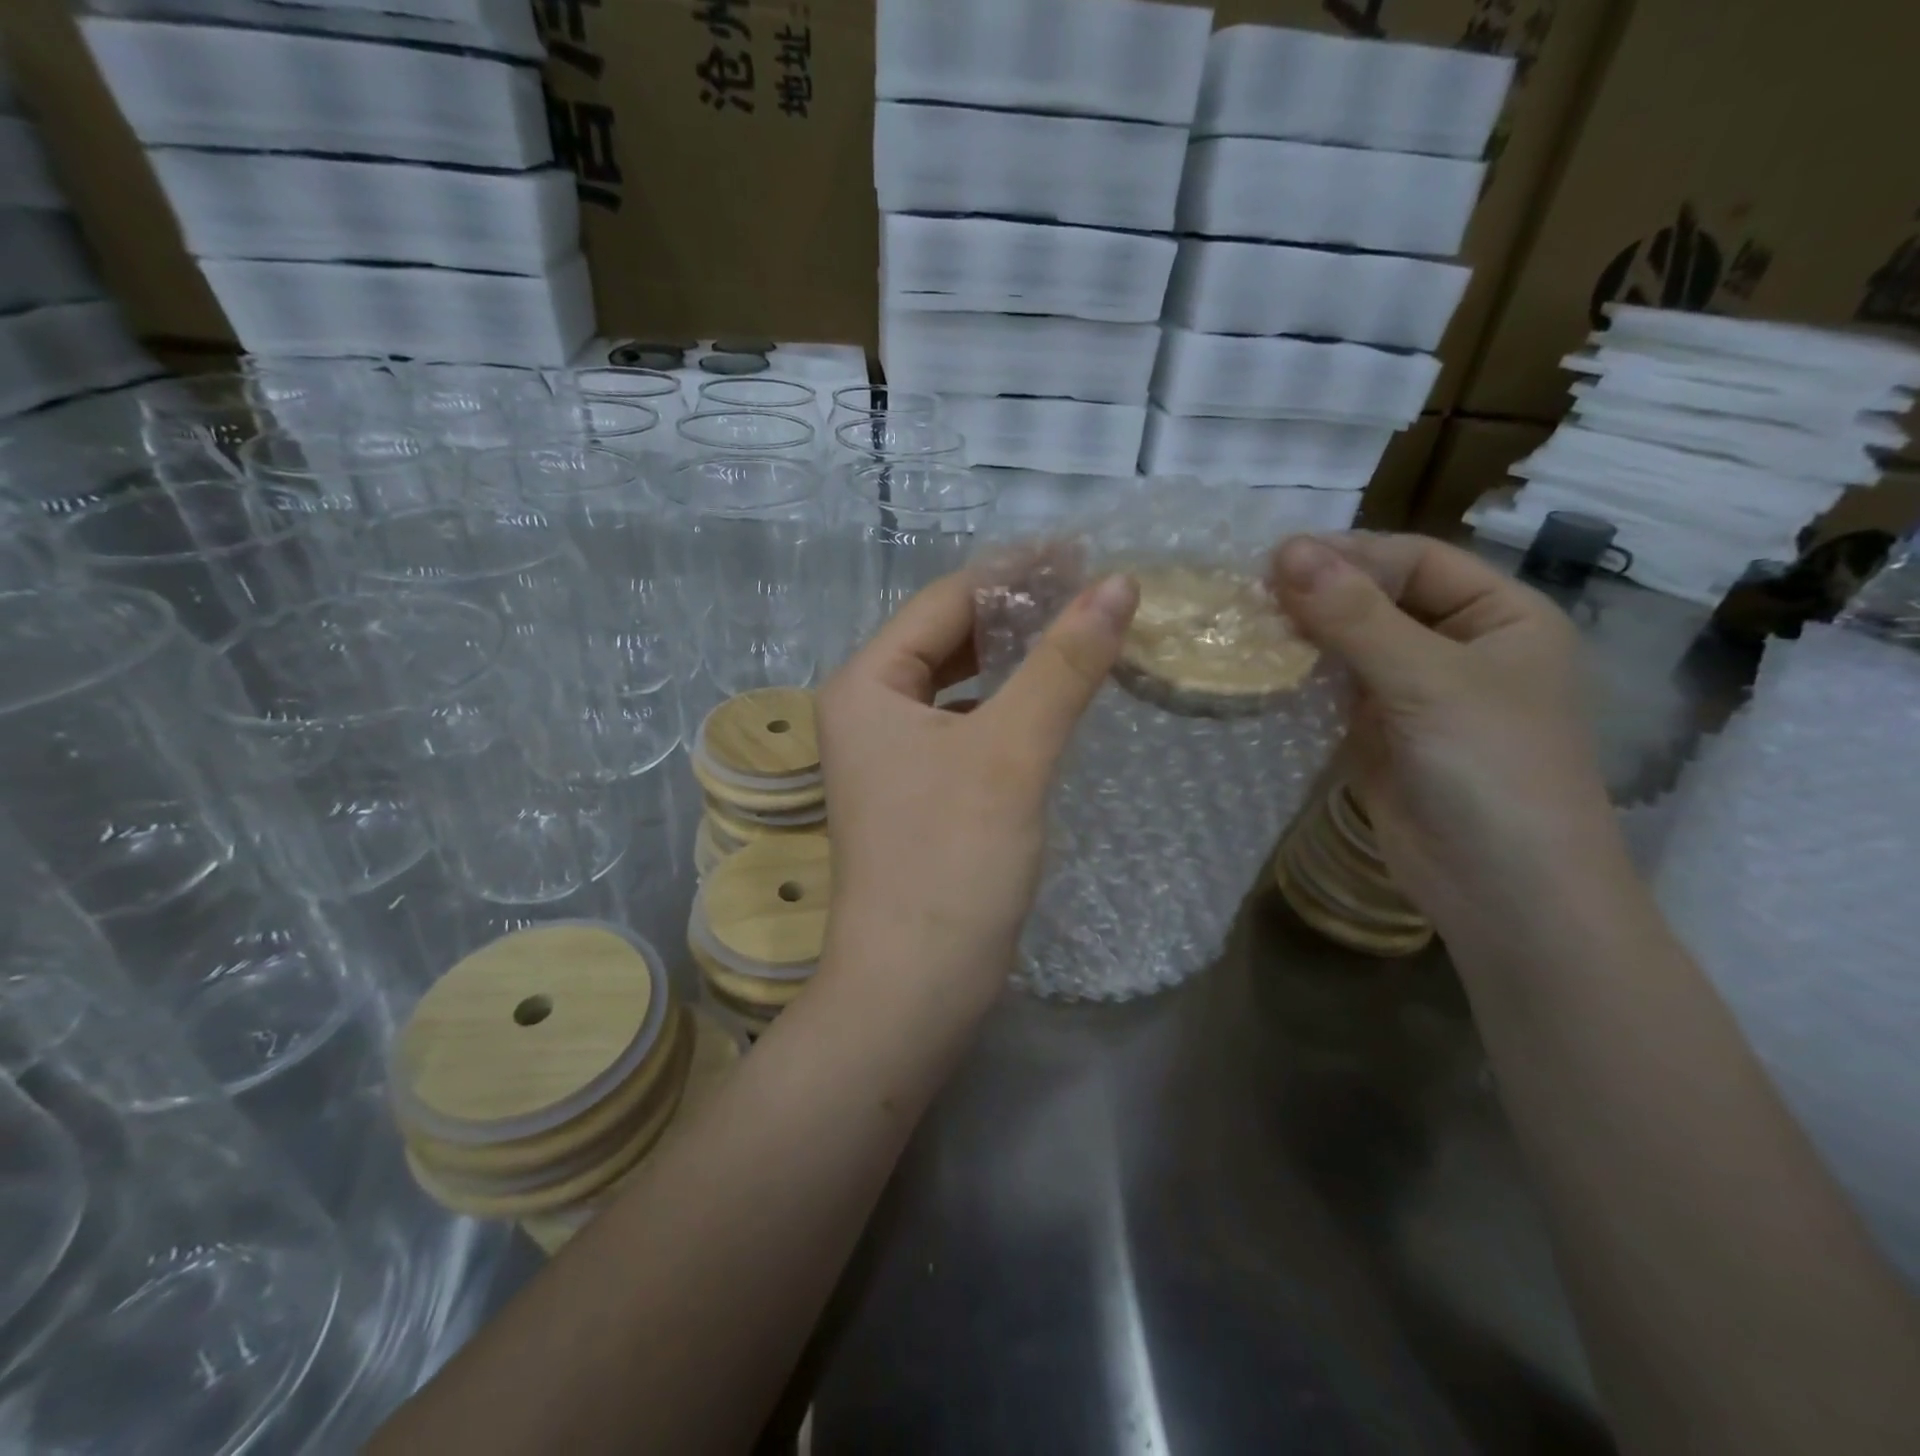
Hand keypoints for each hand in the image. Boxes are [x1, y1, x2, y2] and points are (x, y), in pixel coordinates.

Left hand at [816, 568, 1138, 1010]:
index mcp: (867, 683)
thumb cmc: (952, 860)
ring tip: (1079, 631)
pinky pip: (963, 724)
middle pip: (947, 636)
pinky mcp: (916, 790)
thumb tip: (1118, 585)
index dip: (1014, 570)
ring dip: (1014, 657)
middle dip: (1016, 611)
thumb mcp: (1012, 751)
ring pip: (958, 682)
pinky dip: (1005, 705)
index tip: (1083, 550)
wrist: (915, 987)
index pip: (944, 600)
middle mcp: (867, 709)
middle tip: (1091, 588)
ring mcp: (889, 753)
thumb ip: (1063, 664)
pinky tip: (1047, 700)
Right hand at [1272, 534, 1627, 928]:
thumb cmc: (1492, 770)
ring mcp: (1414, 695)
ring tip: (1240, 627)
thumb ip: (1354, 616)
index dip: (1350, 555)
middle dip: (1318, 595)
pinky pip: (1332, 693)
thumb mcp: (1427, 680)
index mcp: (1500, 618)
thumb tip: (1285, 549)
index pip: (1416, 561)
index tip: (1275, 559)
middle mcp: (1457, 648)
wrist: (1504, 892)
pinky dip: (1297, 680)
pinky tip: (1257, 672)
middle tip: (1247, 594)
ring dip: (1301, 637)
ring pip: (1349, 647)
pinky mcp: (1377, 736)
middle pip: (1378, 601)